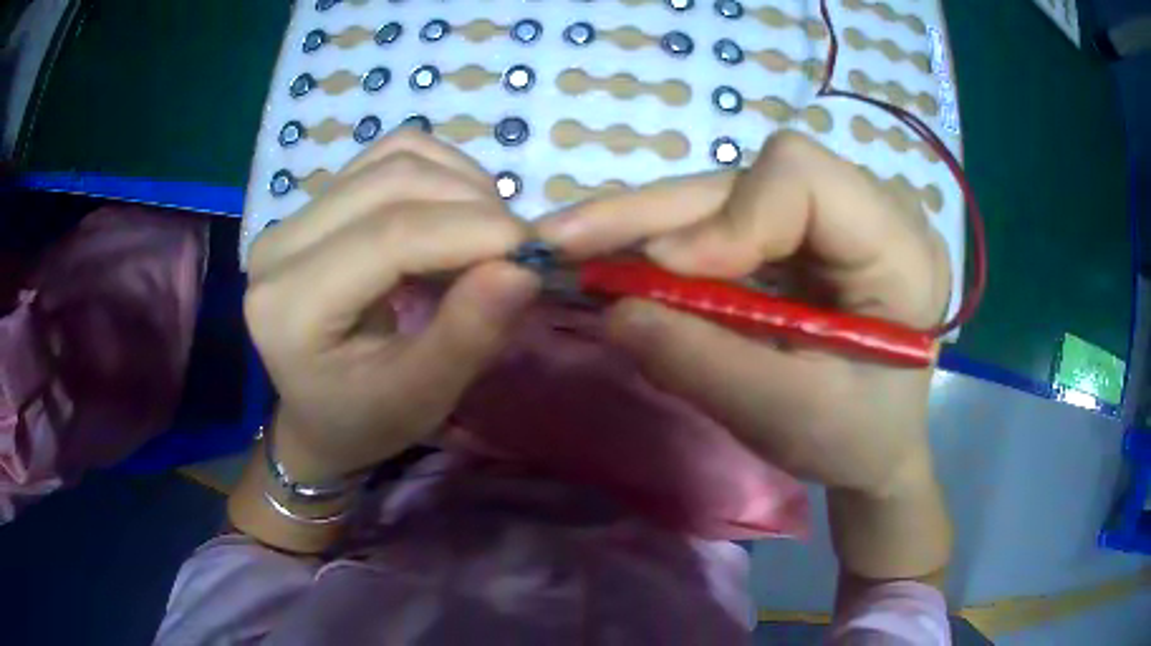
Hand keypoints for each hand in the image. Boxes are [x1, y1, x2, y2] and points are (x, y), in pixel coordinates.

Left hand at [245, 130, 538, 480]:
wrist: (320, 414)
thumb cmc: (365, 420)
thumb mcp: (420, 397)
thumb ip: (467, 335)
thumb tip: (523, 268)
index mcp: (290, 306)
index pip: (390, 235)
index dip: (473, 229)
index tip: (535, 249)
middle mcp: (279, 246)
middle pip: (393, 179)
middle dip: (474, 202)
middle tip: (515, 247)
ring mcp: (292, 216)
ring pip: (395, 155)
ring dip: (461, 182)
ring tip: (487, 234)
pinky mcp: (314, 203)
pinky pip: (388, 156)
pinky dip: (441, 172)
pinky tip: (456, 213)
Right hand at [537, 131, 950, 498]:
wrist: (876, 448)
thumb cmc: (853, 442)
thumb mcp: (785, 417)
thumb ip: (703, 363)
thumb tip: (615, 311)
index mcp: (900, 249)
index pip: (804, 178)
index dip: (727, 216)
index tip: (665, 274)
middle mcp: (871, 210)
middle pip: (754, 176)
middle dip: (658, 211)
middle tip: (567, 238)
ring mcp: (834, 216)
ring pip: (730, 192)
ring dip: (651, 225)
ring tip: (578, 248)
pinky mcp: (801, 234)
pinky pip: (727, 220)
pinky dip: (669, 244)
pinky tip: (621, 261)